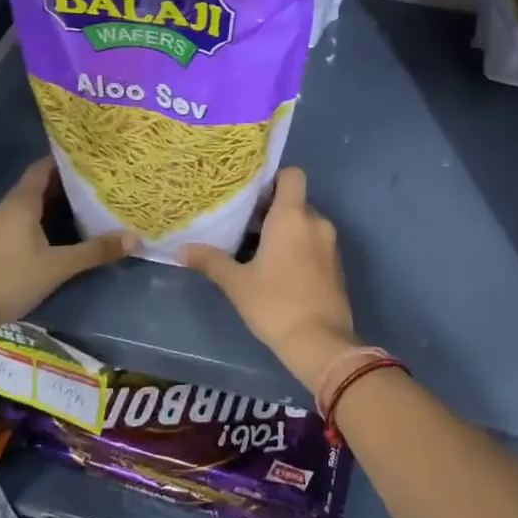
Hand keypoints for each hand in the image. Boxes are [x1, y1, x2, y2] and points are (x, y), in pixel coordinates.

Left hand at [0, 158, 133, 330]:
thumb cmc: (8, 279)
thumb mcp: (58, 266)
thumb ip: (95, 251)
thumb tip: (135, 239)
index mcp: (21, 203)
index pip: (43, 168)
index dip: (65, 161)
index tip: (91, 159)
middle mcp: (6, 209)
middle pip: (38, 187)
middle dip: (66, 186)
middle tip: (98, 185)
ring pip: (29, 208)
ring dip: (54, 207)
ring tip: (85, 209)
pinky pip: (21, 225)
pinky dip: (41, 224)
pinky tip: (58, 238)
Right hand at [183, 168, 356, 392]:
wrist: (320, 342)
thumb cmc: (275, 304)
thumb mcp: (237, 283)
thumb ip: (211, 261)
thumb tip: (181, 249)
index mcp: (292, 216)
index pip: (291, 175)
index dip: (273, 179)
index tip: (252, 197)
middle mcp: (315, 221)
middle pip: (294, 200)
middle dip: (272, 211)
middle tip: (244, 228)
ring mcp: (330, 243)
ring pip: (305, 223)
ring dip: (285, 231)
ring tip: (258, 251)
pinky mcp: (337, 264)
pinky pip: (315, 243)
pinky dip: (299, 247)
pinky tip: (279, 271)